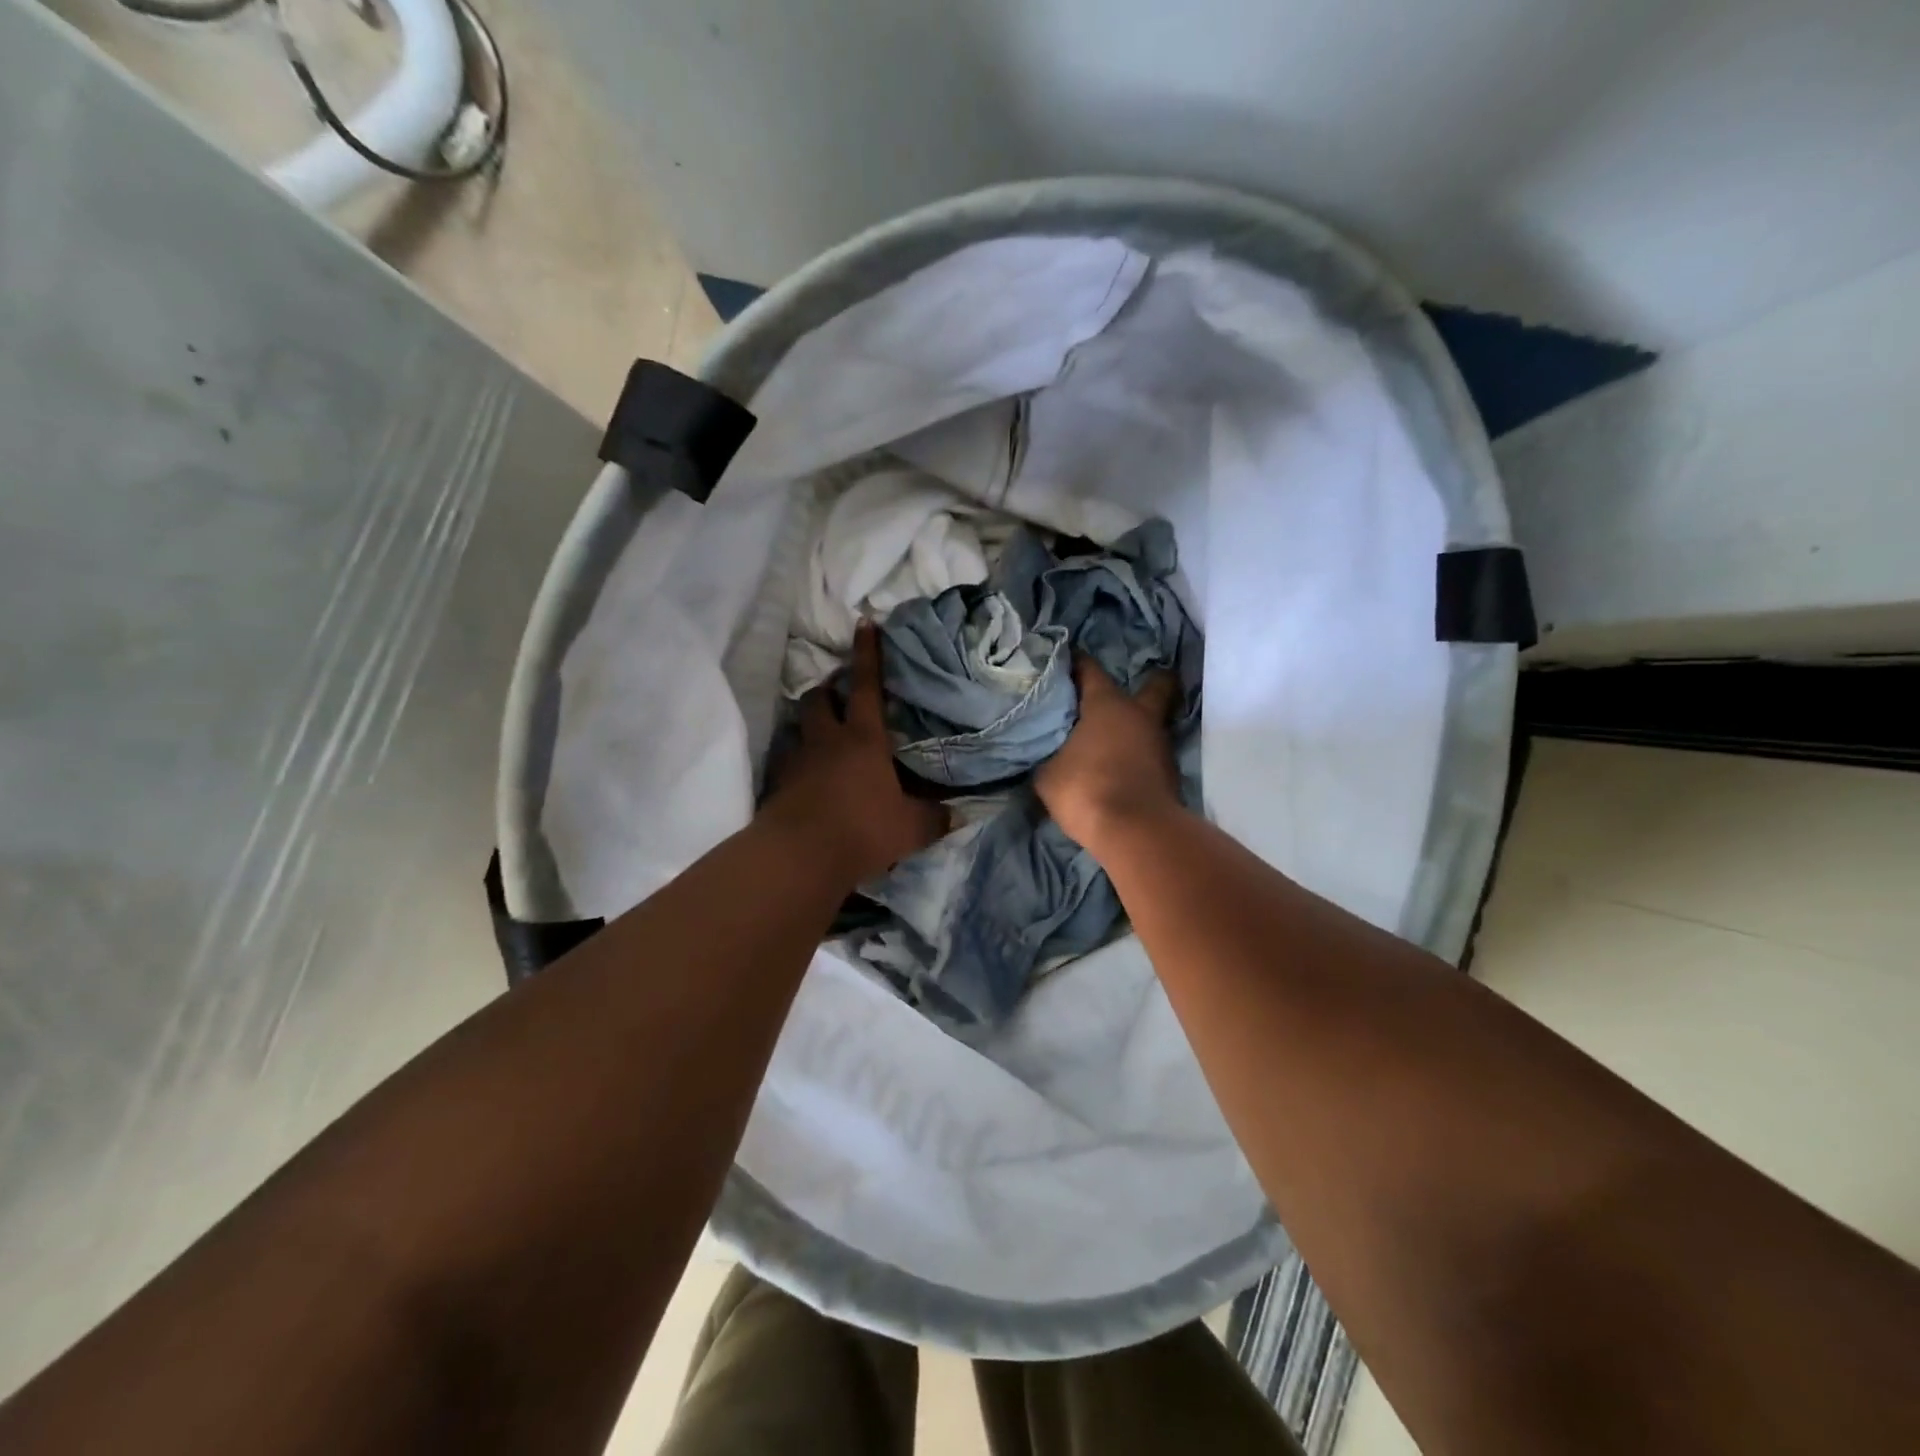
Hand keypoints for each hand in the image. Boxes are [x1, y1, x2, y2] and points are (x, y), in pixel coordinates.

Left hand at [764, 623, 946, 883]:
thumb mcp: (910, 828)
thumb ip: (934, 818)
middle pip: (819, 697)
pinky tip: (809, 779)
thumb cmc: (862, 830)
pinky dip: (799, 762)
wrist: (800, 857)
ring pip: (800, 726)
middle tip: (839, 696)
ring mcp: (798, 760)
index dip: (868, 653)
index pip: (865, 685)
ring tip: (824, 737)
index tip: (865, 624)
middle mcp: (827, 740)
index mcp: (863, 738)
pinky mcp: (779, 784)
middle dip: (827, 689)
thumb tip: (957, 815)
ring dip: (811, 725)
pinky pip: (788, 761)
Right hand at [1036, 656, 1182, 852]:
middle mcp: (1140, 715)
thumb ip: (1048, 756)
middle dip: (1146, 681)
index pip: (1091, 670)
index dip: (1077, 663)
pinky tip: (1119, 766)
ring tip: (1111, 737)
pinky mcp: (1169, 773)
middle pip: (1156, 685)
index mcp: (1108, 705)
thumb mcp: (1048, 775)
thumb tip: (1048, 754)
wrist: (1135, 832)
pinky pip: (1151, 752)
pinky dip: (1139, 755)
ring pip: (1152, 722)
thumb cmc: (1086, 789)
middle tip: (1121, 693)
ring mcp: (1160, 744)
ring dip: (1136, 727)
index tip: (1066, 661)